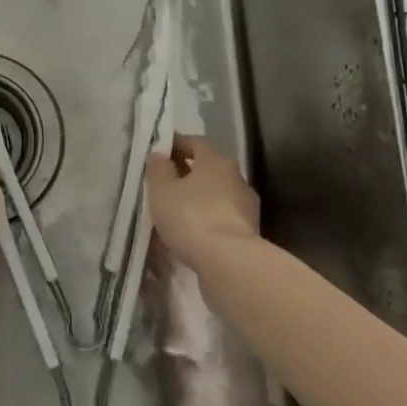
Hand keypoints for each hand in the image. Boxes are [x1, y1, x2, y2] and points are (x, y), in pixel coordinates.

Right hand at [146, 135, 259, 266]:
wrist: (229, 262)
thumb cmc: (191, 217)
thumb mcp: (162, 190)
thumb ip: (159, 169)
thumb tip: (160, 154)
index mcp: (216, 161)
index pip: (196, 142)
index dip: (176, 146)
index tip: (159, 155)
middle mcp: (235, 178)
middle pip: (208, 170)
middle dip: (186, 176)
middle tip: (163, 187)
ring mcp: (245, 206)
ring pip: (215, 196)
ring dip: (196, 201)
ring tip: (173, 215)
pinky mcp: (247, 233)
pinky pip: (220, 220)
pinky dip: (205, 223)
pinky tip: (189, 236)